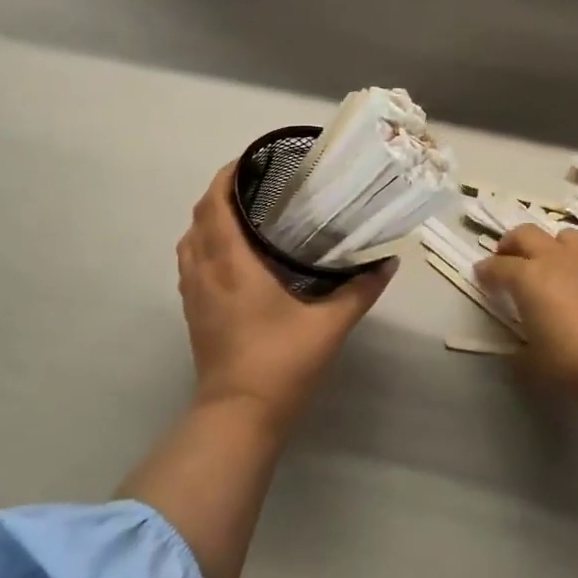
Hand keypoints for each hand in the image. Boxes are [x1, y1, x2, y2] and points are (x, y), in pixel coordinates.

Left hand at [176, 164, 394, 434]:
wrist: (239, 415)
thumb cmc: (281, 363)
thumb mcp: (329, 326)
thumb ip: (360, 290)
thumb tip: (388, 263)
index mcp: (232, 265)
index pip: (215, 205)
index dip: (226, 177)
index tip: (249, 161)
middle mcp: (205, 271)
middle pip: (199, 217)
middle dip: (219, 192)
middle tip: (255, 185)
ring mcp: (193, 294)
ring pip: (189, 240)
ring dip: (208, 219)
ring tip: (242, 213)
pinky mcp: (193, 313)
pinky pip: (190, 263)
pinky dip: (204, 245)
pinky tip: (231, 255)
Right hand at [477, 225, 577, 479]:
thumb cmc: (574, 362)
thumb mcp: (534, 362)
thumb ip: (519, 350)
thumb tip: (516, 350)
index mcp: (529, 277)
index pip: (497, 266)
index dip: (485, 271)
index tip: (481, 276)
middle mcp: (555, 259)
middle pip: (526, 234)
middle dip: (510, 244)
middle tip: (506, 259)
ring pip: (562, 235)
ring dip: (549, 246)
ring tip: (548, 265)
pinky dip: (577, 262)